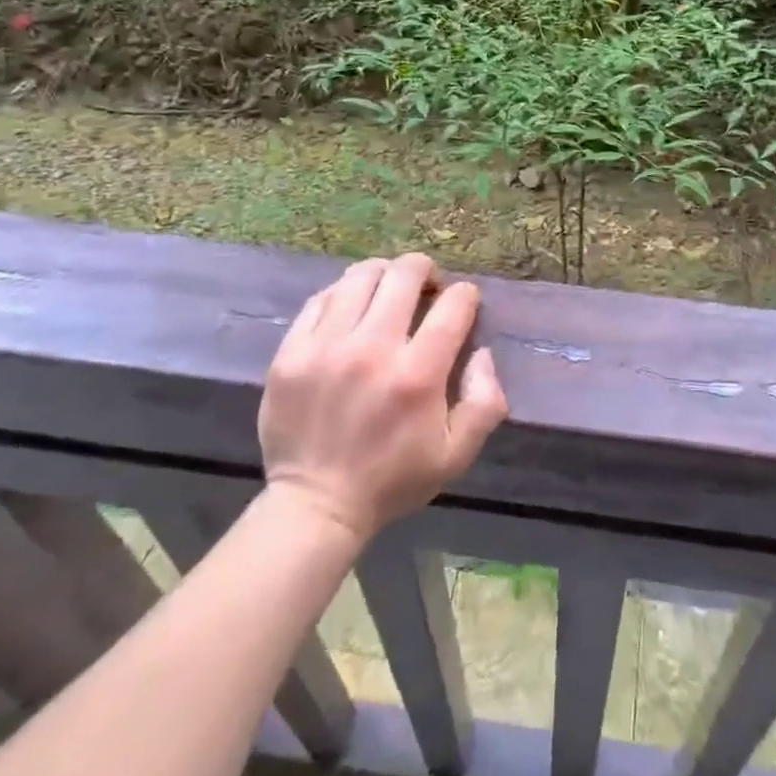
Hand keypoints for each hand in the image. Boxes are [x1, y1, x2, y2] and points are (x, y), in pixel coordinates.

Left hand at [257, 253, 507, 541]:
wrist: (315, 505)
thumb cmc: (393, 479)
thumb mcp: (457, 454)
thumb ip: (485, 400)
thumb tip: (482, 352)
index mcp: (418, 375)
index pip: (453, 304)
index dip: (465, 295)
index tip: (463, 303)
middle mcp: (372, 350)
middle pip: (405, 274)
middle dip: (425, 270)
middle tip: (427, 286)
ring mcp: (326, 347)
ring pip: (361, 276)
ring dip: (384, 274)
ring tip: (388, 289)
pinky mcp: (291, 352)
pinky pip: (321, 298)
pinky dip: (343, 294)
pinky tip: (351, 309)